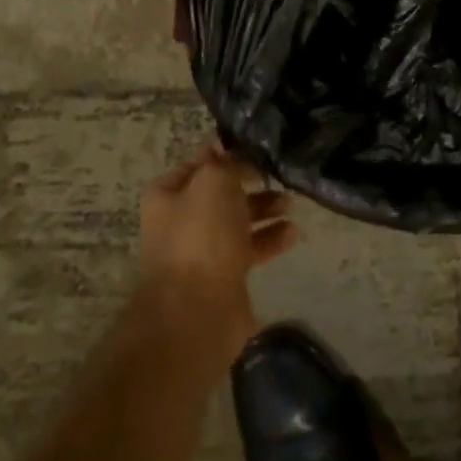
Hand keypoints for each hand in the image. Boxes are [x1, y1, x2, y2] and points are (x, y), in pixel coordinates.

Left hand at [134, 144, 298, 375]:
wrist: (197, 310)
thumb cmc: (202, 236)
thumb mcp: (214, 182)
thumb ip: (228, 164)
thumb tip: (238, 158)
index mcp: (167, 195)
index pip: (199, 164)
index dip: (226, 154)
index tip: (257, 150)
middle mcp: (180, 221)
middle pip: (221, 193)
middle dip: (251, 184)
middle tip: (278, 178)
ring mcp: (201, 251)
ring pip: (238, 221)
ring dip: (265, 211)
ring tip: (291, 205)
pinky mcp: (223, 277)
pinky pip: (250, 250)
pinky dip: (271, 240)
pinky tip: (292, 234)